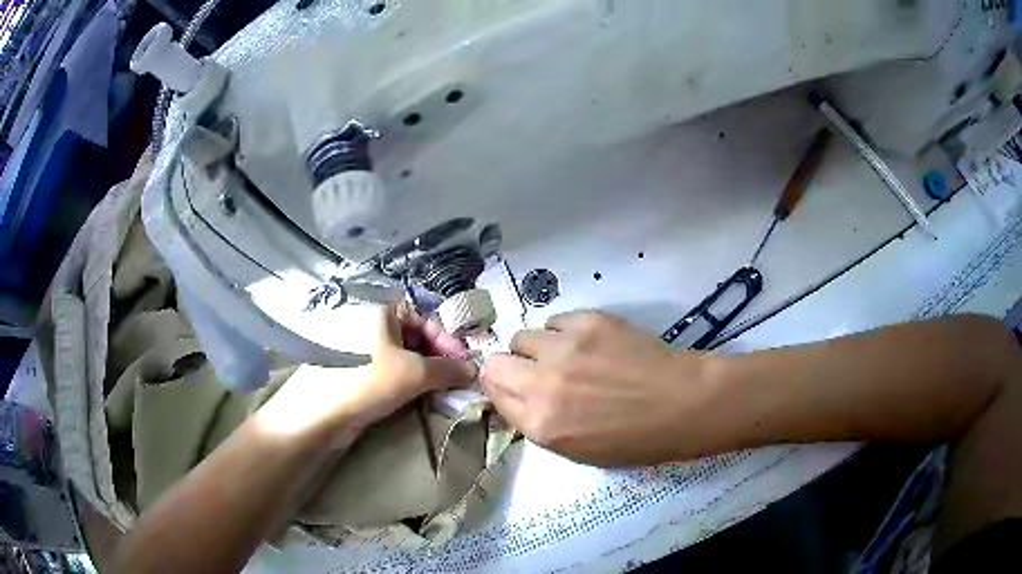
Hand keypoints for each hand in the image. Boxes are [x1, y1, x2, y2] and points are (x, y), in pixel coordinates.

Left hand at [257, 304, 476, 447]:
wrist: (319, 414)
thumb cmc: (367, 381)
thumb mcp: (414, 373)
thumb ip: (448, 369)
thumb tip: (475, 370)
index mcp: (381, 309)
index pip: (425, 317)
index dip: (447, 340)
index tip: (465, 364)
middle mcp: (370, 322)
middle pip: (415, 336)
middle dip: (439, 359)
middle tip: (457, 381)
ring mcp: (361, 347)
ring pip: (403, 356)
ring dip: (426, 373)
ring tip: (442, 392)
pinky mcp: (356, 371)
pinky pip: (390, 370)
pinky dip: (407, 382)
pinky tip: (419, 397)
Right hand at [481, 311, 708, 466]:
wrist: (683, 404)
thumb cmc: (636, 439)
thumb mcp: (577, 450)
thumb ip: (538, 424)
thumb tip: (515, 399)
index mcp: (541, 425)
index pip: (494, 394)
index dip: (503, 391)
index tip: (515, 388)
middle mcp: (543, 384)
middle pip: (495, 362)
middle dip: (512, 368)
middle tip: (537, 373)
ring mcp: (564, 348)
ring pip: (523, 336)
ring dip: (539, 349)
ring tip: (567, 356)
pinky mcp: (588, 321)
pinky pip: (555, 320)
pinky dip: (564, 332)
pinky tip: (589, 344)